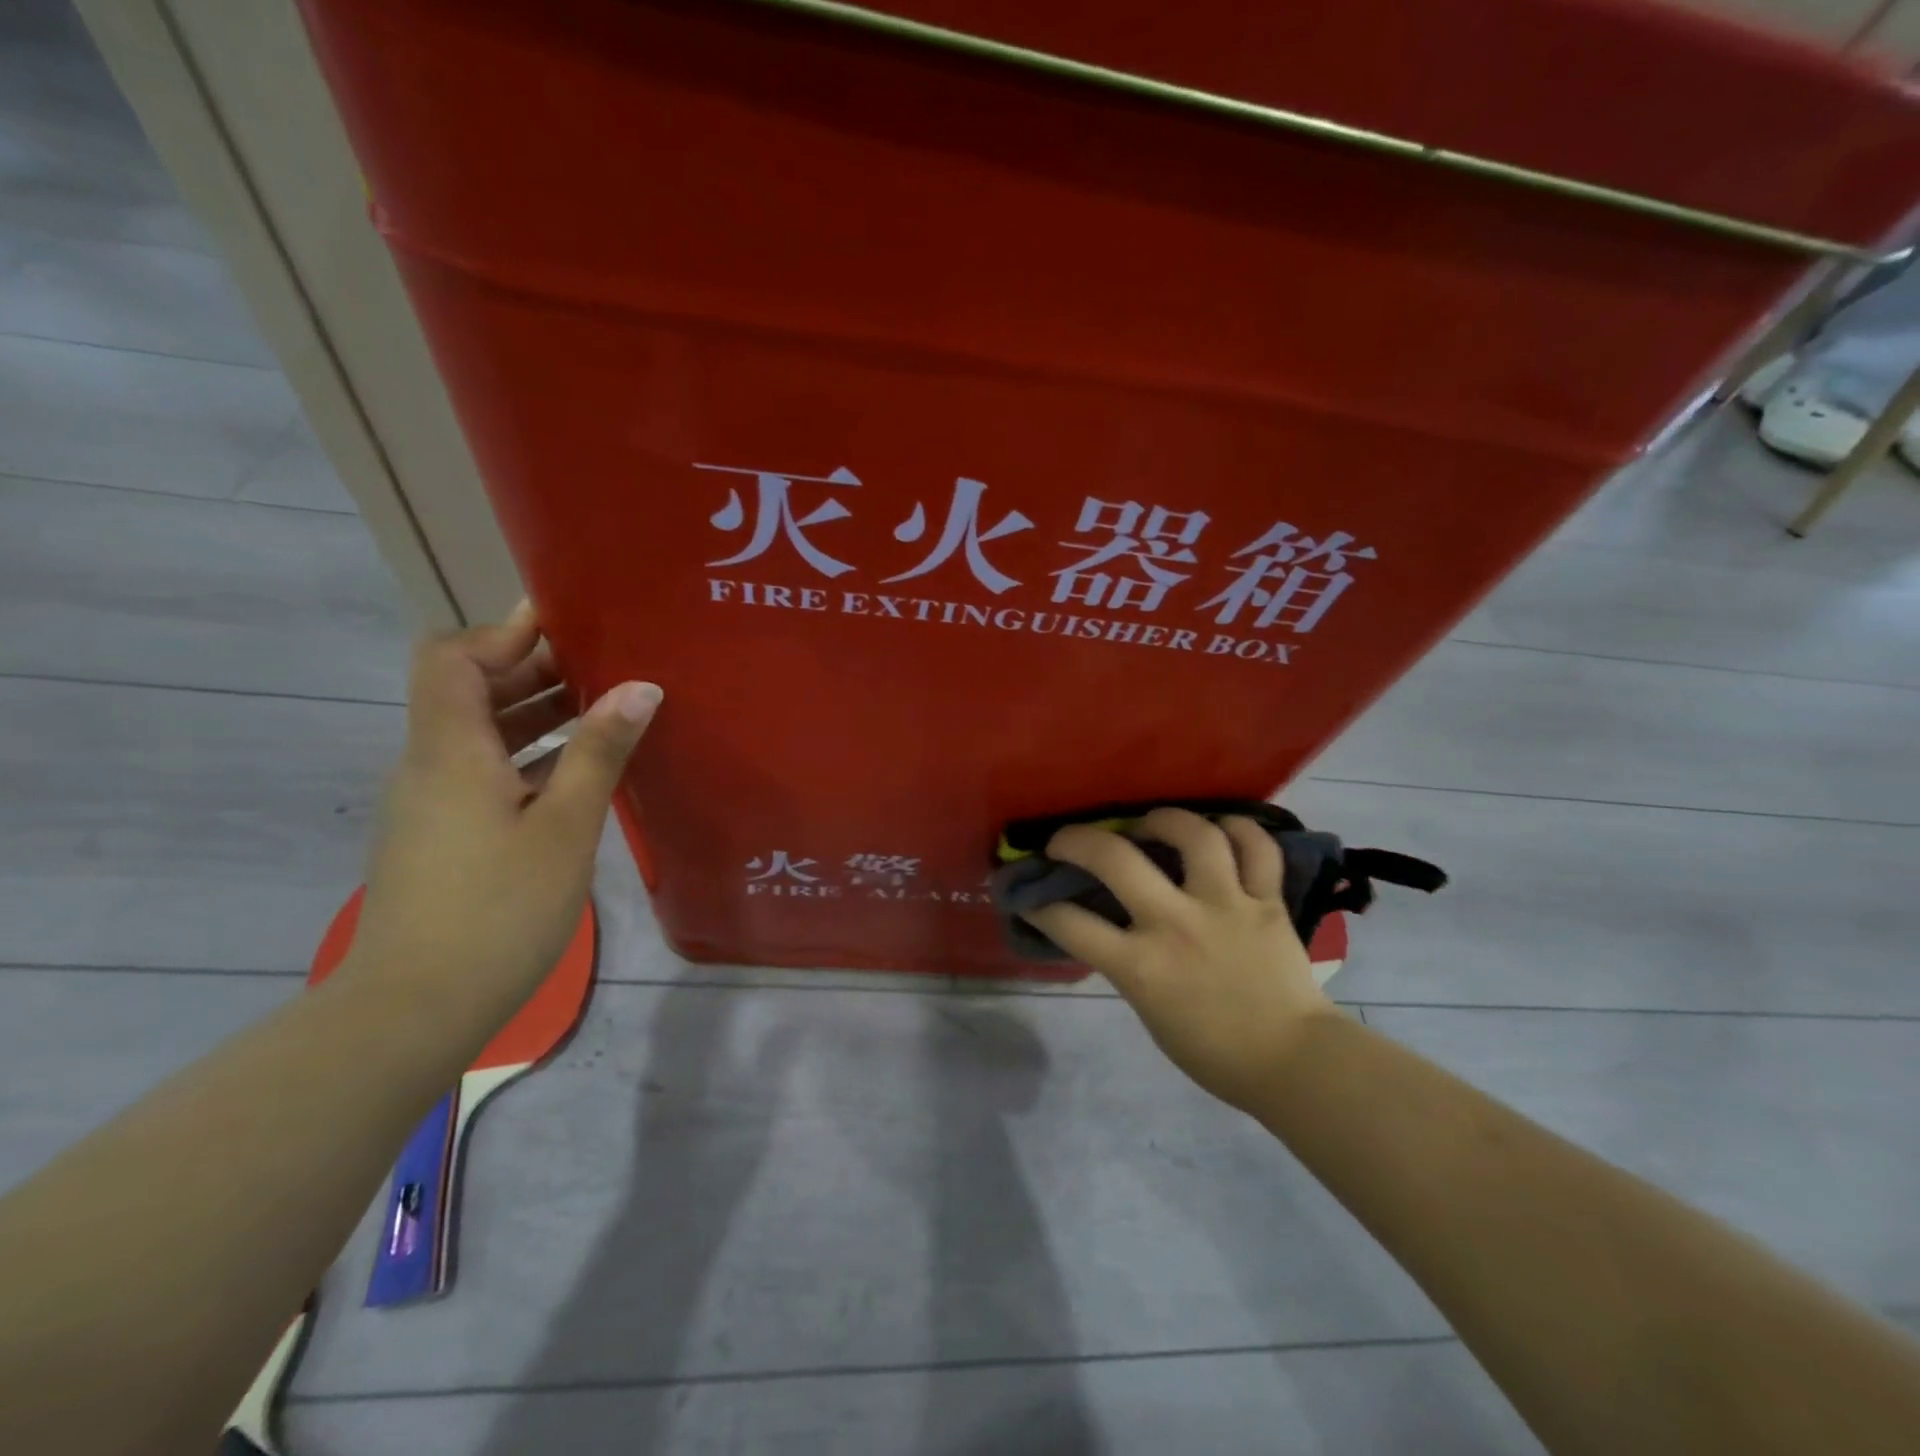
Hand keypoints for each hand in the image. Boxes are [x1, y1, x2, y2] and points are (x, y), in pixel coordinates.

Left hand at [345, 603, 660, 1023]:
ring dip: (534, 716)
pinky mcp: (441, 837)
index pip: (451, 658)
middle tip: (602, 667)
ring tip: (603, 713)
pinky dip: (527, 758)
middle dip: (531, 671)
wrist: (416, 1008)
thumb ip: (599, 750)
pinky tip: (579, 775)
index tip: (565, 626)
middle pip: (467, 691)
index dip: (503, 633)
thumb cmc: (499, 908)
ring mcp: (431, 804)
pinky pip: (483, 773)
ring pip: (479, 736)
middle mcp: (429, 766)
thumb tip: (639, 686)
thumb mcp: (566, 825)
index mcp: (450, 751)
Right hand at [1022, 808, 1338, 1112]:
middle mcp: (1178, 924)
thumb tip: (1107, 925)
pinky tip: (1221, 828)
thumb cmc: (1213, 1050)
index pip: (1071, 923)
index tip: (1030, 893)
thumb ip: (1127, 962)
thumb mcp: (1149, 1010)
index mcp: (1142, 966)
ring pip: (1194, 836)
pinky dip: (1239, 830)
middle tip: (1067, 839)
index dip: (1040, 903)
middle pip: (1116, 860)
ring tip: (1152, 823)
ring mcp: (1226, 906)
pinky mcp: (1268, 902)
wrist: (1292, 1063)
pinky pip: (1257, 848)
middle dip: (1077, 841)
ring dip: (1164, 819)